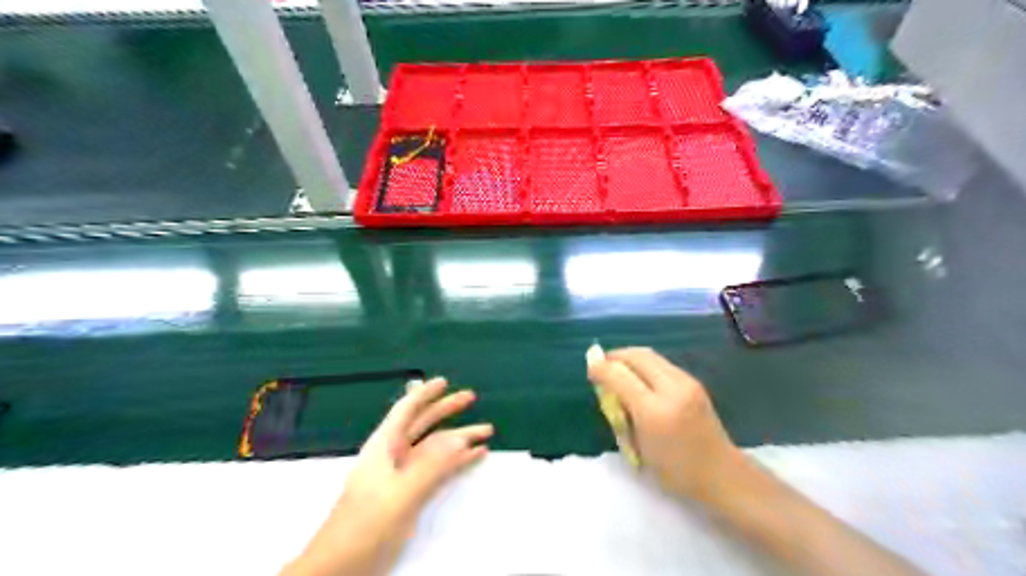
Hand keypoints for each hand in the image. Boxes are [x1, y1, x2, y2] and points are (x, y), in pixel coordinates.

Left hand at [283, 378, 493, 575]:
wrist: (341, 567)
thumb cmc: (366, 525)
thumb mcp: (401, 494)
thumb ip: (432, 466)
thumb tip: (459, 440)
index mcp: (384, 446)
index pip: (406, 410)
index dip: (424, 394)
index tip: (444, 381)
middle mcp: (393, 455)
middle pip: (422, 424)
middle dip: (446, 410)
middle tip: (471, 397)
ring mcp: (401, 475)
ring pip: (433, 448)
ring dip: (458, 438)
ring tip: (486, 432)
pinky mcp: (408, 494)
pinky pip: (436, 469)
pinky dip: (455, 461)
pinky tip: (473, 457)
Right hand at [586, 347, 747, 503]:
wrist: (721, 474)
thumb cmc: (674, 471)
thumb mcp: (637, 446)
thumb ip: (620, 413)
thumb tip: (605, 386)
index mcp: (654, 412)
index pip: (620, 376)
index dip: (601, 367)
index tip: (589, 367)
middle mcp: (672, 389)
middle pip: (637, 355)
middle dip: (616, 355)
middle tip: (602, 364)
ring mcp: (687, 382)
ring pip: (650, 355)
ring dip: (630, 357)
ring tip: (618, 369)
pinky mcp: (694, 381)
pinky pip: (662, 363)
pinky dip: (644, 364)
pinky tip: (639, 377)